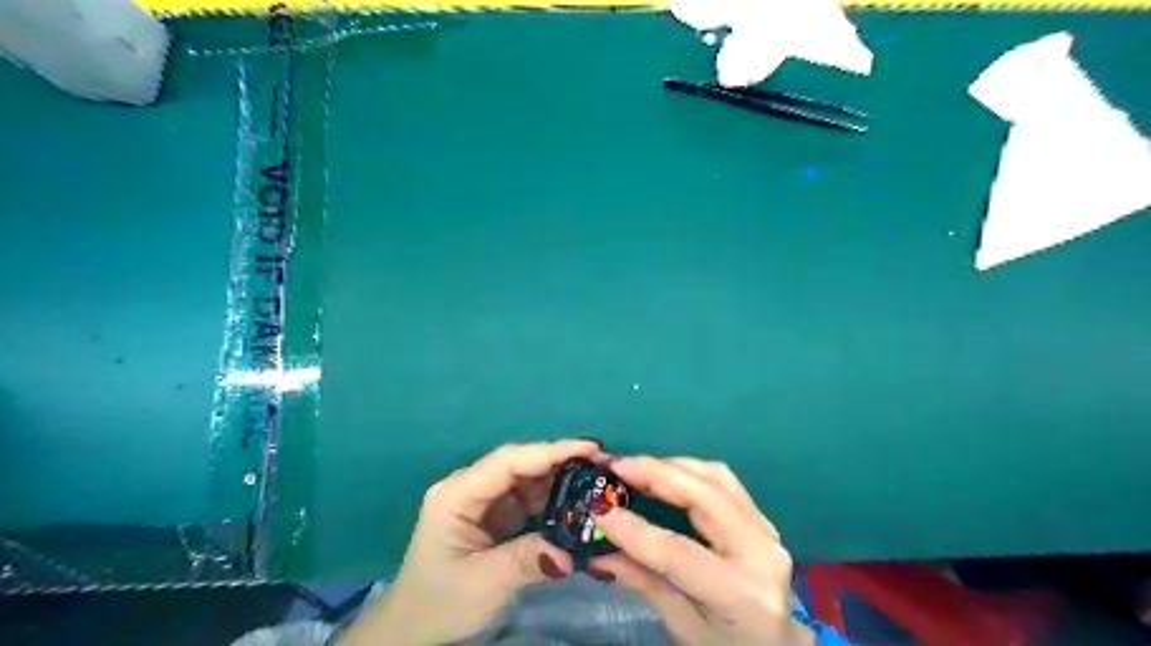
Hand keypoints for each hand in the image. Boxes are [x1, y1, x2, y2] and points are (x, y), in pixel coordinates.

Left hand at [341, 440, 602, 645]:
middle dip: (561, 462)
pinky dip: (554, 501)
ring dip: (561, 480)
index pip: (508, 462)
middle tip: (603, 465)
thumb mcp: (482, 583)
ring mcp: (484, 501)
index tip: (589, 448)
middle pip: (520, 465)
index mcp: (457, 494)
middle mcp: (471, 488)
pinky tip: (577, 504)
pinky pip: (529, 499)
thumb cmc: (438, 603)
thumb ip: (526, 560)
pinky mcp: (495, 515)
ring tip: (598, 482)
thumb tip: (571, 552)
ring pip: (528, 480)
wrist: (413, 630)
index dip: (549, 451)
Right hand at [585, 456, 816, 645]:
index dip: (635, 529)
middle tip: (615, 465)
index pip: (679, 553)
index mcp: (742, 594)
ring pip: (715, 477)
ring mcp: (766, 529)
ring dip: (671, 465)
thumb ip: (645, 584)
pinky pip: (724, 480)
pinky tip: (665, 471)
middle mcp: (761, 553)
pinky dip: (689, 469)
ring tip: (634, 466)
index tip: (598, 509)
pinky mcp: (762, 517)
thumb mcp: (684, 627)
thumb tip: (598, 554)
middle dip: (655, 474)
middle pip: (704, 497)